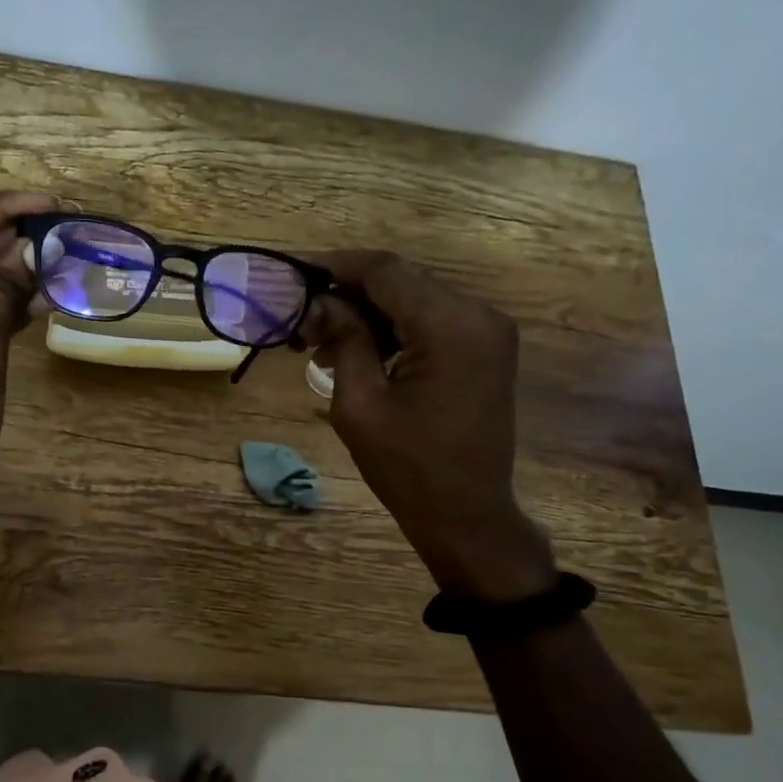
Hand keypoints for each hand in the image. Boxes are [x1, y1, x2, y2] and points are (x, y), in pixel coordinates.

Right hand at [303, 252, 555, 599]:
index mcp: (450, 326)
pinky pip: (432, 321)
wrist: (467, 516)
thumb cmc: (407, 468)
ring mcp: (488, 331)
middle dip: (348, 294)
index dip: (336, 265)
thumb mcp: (360, 403)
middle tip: (302, 321)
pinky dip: (394, 329)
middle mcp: (479, 315)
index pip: (386, 271)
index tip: (294, 273)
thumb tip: (320, 300)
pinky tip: (359, 351)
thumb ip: (343, 338)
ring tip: (322, 342)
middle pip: (401, 281)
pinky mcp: (486, 349)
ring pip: (414, 299)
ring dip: (368, 313)